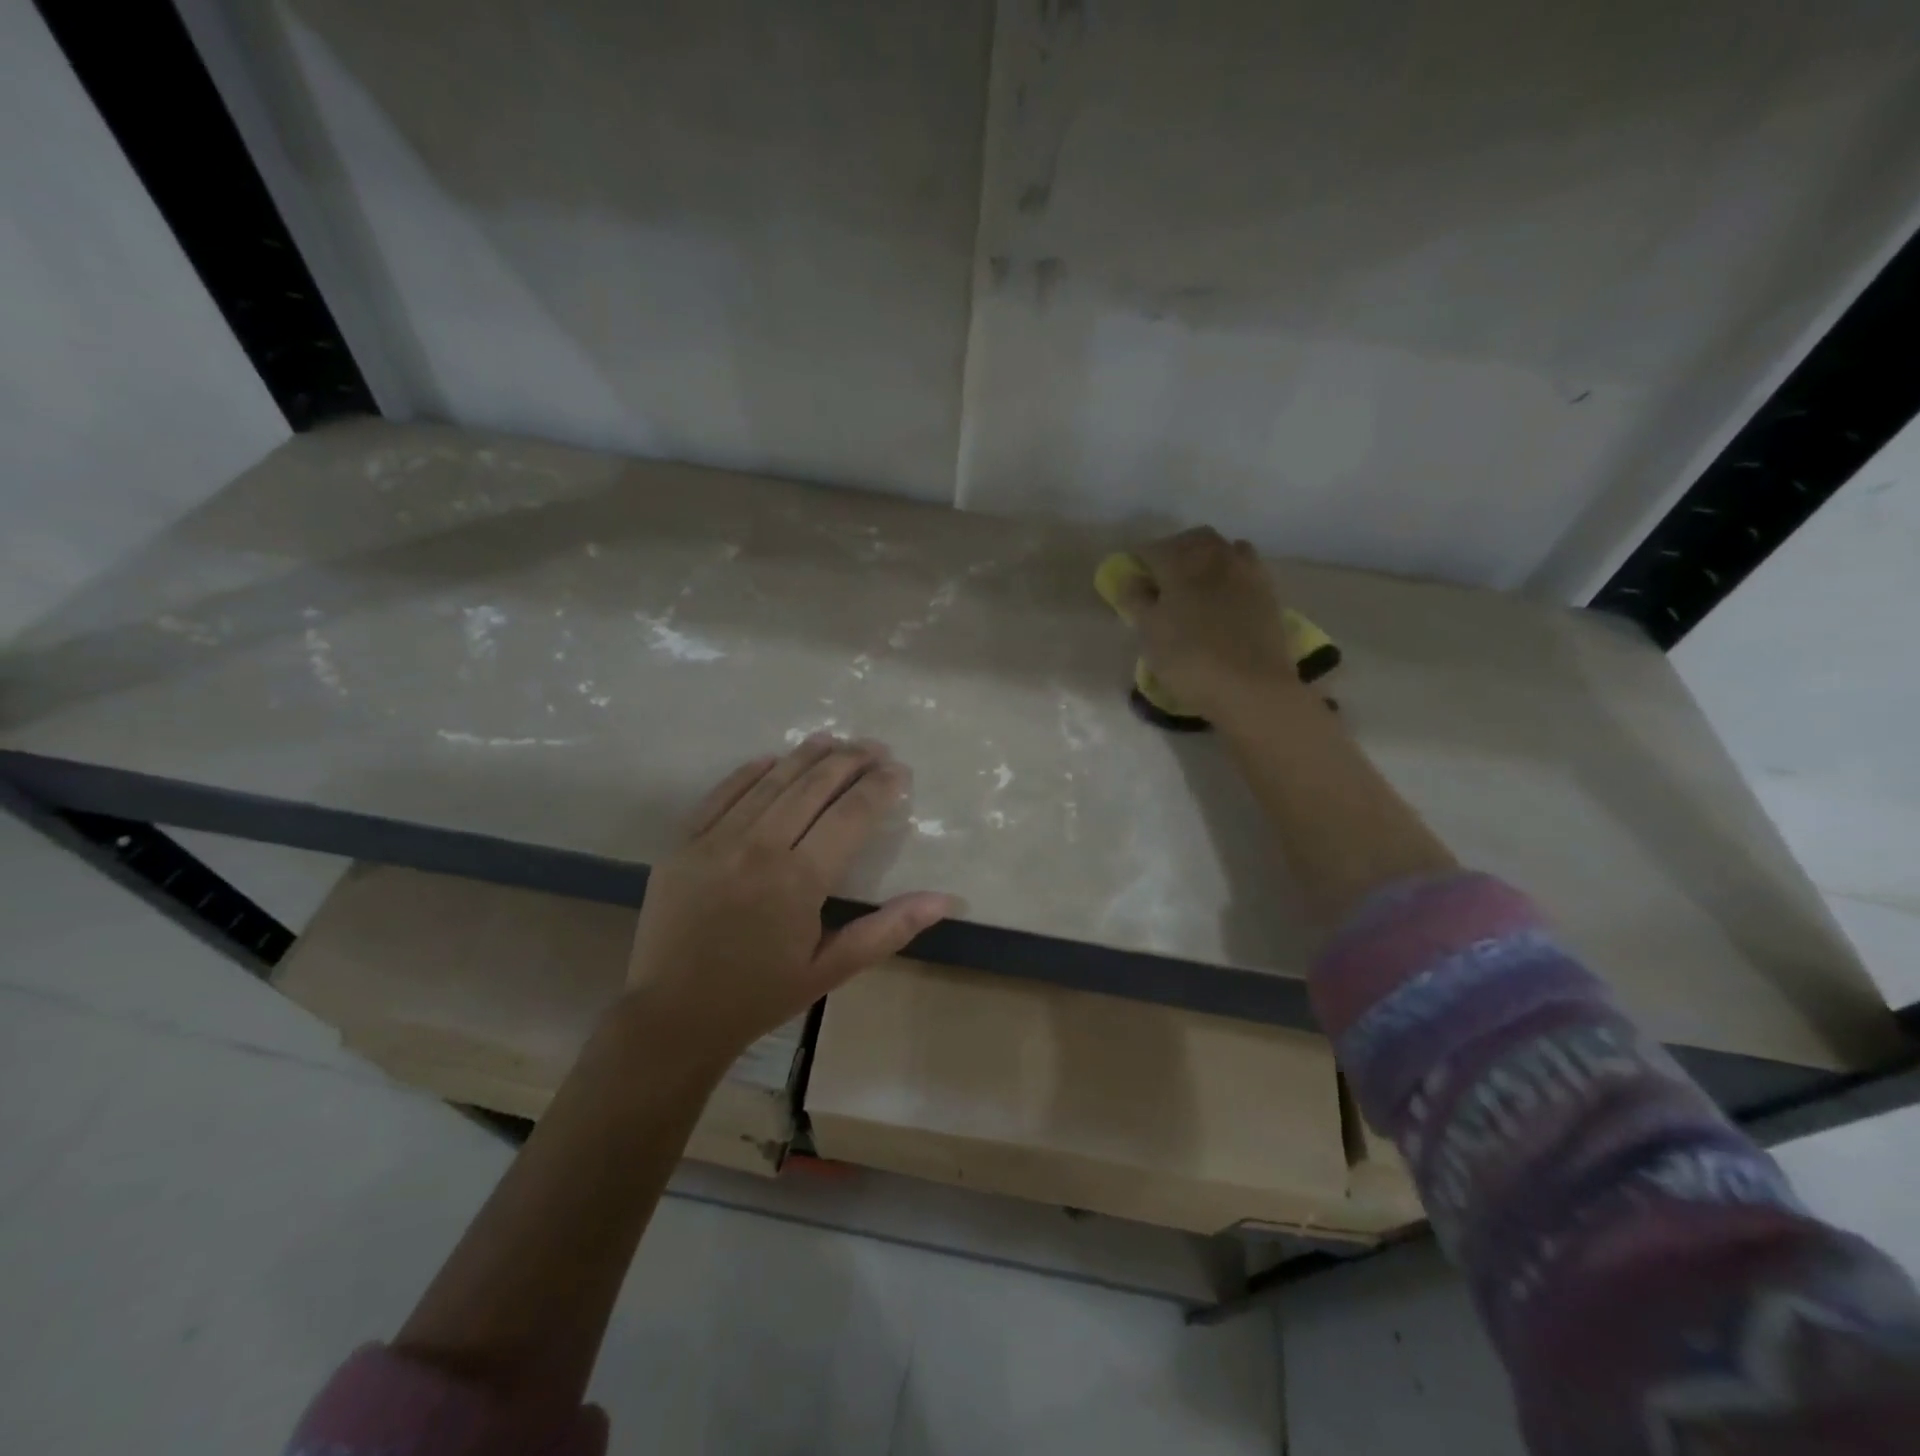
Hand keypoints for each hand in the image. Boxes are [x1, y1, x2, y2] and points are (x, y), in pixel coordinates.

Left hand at [622, 737, 958, 1064]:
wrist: (673, 1017)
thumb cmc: (761, 995)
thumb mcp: (832, 970)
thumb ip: (889, 929)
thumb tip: (946, 899)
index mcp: (799, 880)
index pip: (851, 815)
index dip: (880, 788)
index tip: (900, 771)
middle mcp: (758, 848)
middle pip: (813, 787)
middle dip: (850, 761)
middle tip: (875, 747)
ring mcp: (715, 840)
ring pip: (770, 782)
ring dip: (806, 756)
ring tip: (834, 740)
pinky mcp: (683, 843)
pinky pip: (722, 793)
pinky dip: (751, 772)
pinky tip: (773, 759)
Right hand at [1116, 528, 1309, 724]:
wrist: (1252, 687)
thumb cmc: (1189, 660)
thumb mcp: (1149, 633)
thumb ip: (1136, 600)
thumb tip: (1130, 578)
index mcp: (1180, 562)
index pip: (1151, 549)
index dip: (1138, 562)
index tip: (1132, 581)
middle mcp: (1215, 556)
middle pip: (1191, 540)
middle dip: (1173, 551)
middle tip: (1161, 577)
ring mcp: (1246, 571)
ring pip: (1222, 548)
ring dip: (1205, 557)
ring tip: (1195, 583)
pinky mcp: (1268, 591)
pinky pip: (1245, 566)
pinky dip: (1231, 571)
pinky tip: (1225, 594)